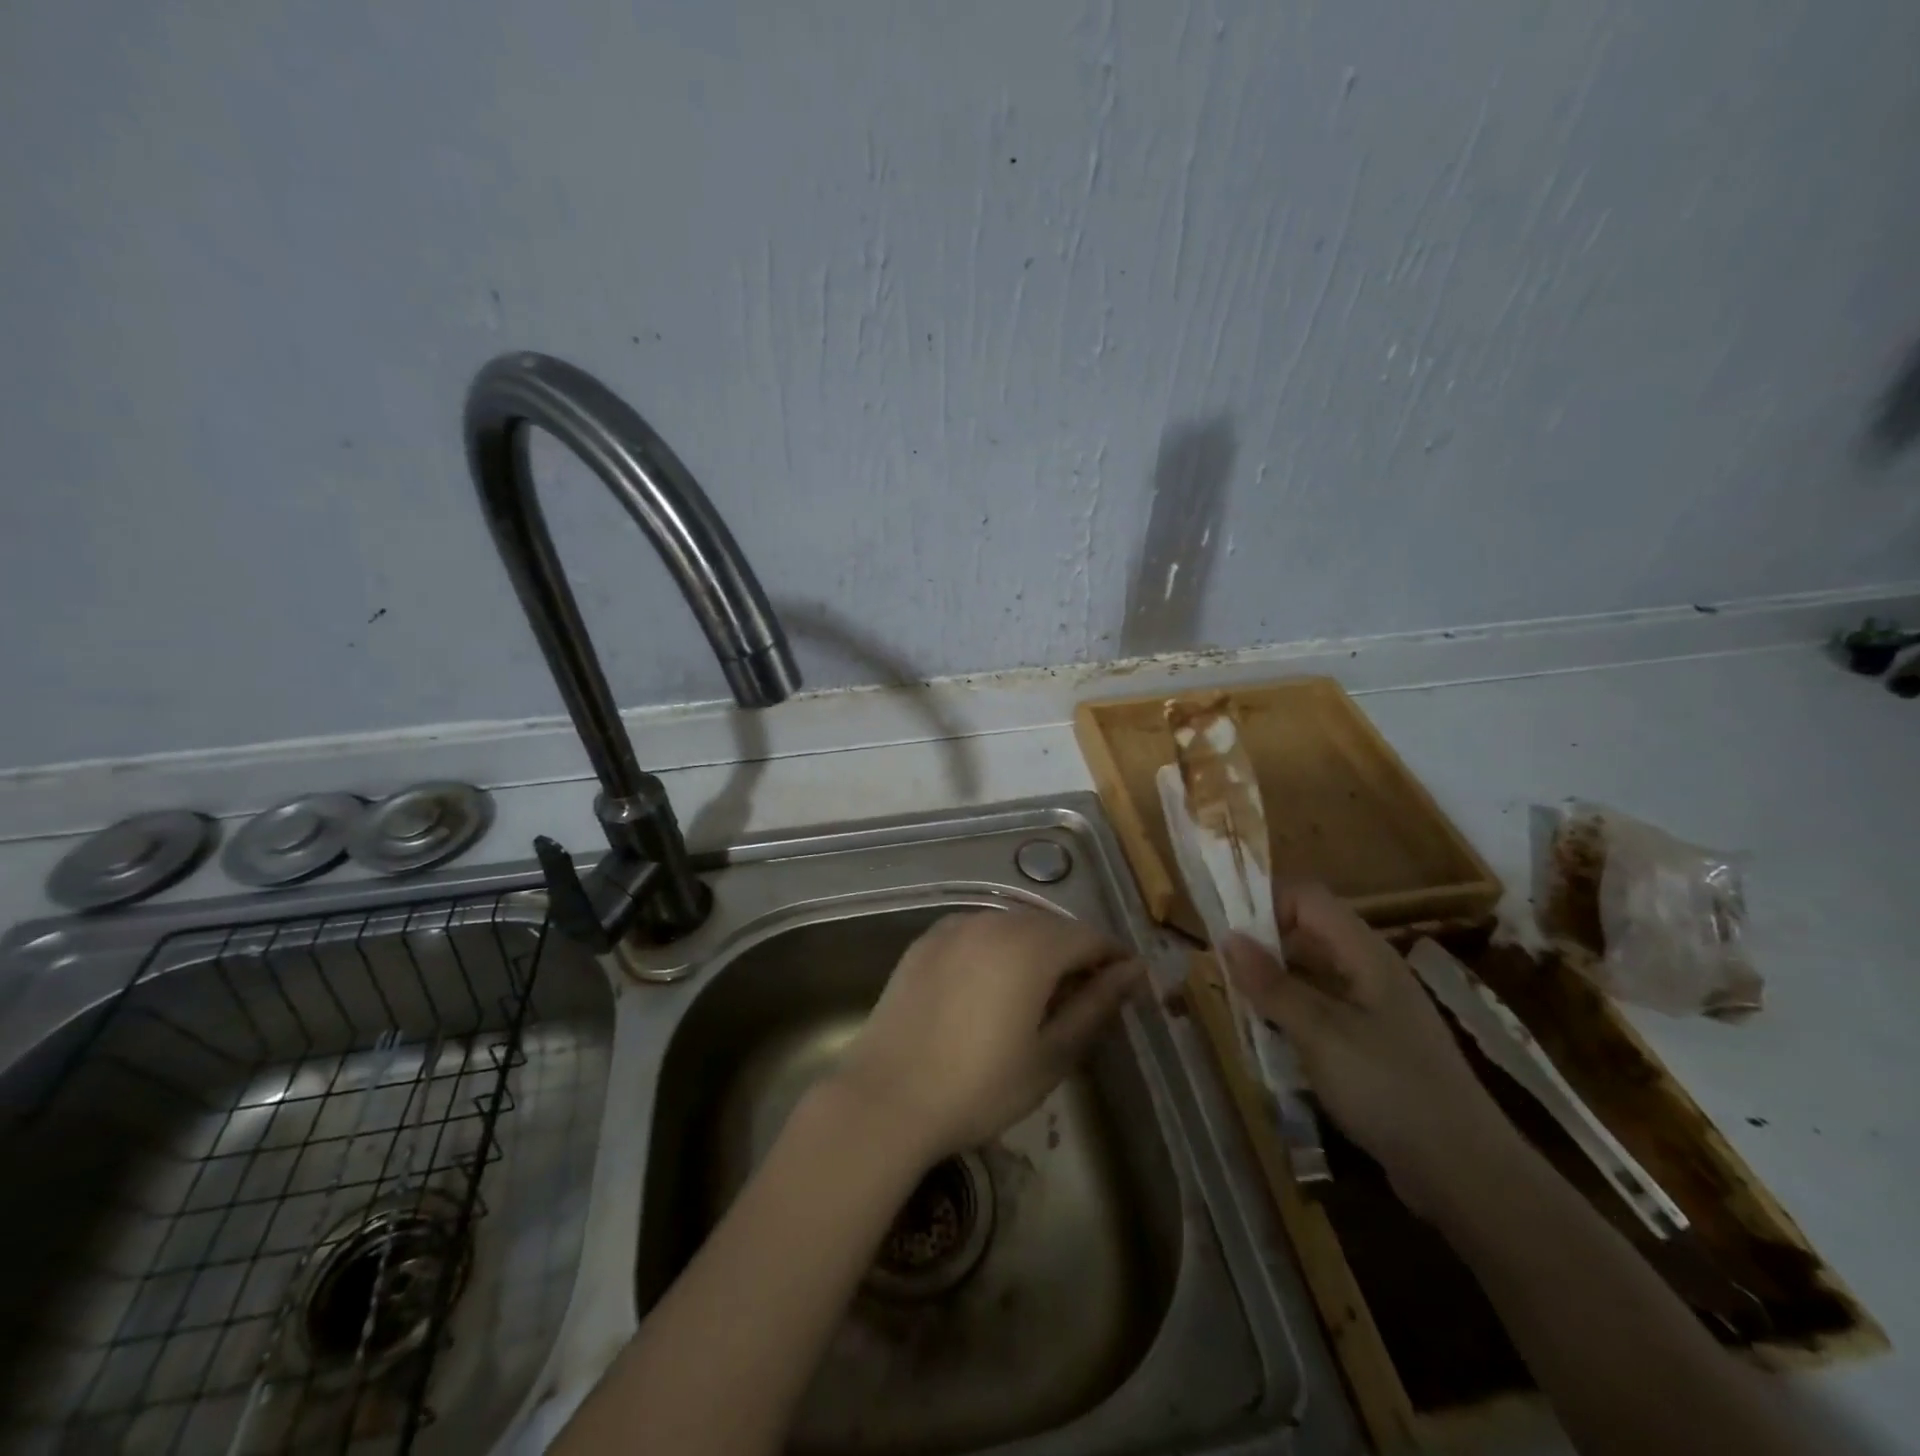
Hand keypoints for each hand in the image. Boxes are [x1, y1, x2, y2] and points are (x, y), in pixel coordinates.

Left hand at [831, 909, 1144, 1163]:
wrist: (887, 1096)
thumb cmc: (979, 1086)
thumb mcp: (1050, 1055)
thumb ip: (1095, 1006)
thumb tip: (1133, 972)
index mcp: (1031, 947)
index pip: (1089, 937)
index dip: (1112, 958)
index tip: (1126, 985)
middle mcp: (995, 922)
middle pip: (1051, 925)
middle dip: (1075, 952)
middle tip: (1084, 995)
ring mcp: (955, 927)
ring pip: (1012, 924)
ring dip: (1036, 947)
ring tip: (1038, 991)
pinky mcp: (926, 940)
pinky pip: (977, 930)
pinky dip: (997, 947)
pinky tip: (992, 982)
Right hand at [1223, 883, 1511, 1214]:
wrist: (1466, 1173)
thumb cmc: (1389, 1088)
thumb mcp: (1320, 1033)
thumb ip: (1272, 984)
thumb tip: (1227, 937)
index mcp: (1365, 954)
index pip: (1308, 899)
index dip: (1266, 904)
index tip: (1228, 937)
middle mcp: (1370, 971)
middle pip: (1307, 935)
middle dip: (1262, 949)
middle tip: (1224, 978)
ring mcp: (1374, 1010)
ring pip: (1311, 976)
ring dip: (1273, 987)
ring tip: (1240, 1011)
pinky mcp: (1373, 1046)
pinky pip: (1322, 1013)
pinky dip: (1292, 1018)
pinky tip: (1272, 1045)